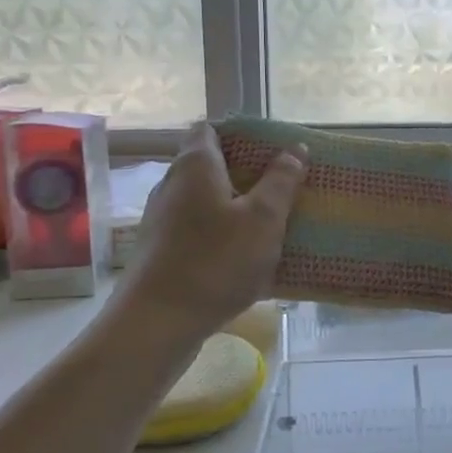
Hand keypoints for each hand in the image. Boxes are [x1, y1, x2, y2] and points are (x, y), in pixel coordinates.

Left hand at [117, 122, 304, 339]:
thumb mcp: (264, 219)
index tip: (272, 149)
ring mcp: (162, 220)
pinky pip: (197, 230)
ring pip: (204, 200)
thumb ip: (281, 181)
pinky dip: (221, 233)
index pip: (210, 129)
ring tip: (270, 221)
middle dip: (245, 172)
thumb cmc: (216, 261)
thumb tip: (294, 149)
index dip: (240, 134)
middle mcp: (172, 185)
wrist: (158, 323)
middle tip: (282, 185)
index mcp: (196, 166)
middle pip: (209, 165)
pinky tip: (246, 256)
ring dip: (235, 205)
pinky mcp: (161, 251)